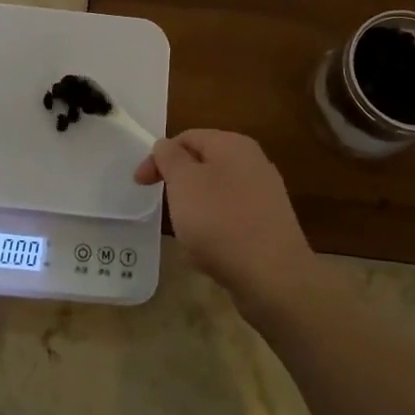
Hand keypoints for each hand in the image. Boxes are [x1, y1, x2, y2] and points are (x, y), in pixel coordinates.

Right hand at [133, 129, 323, 320]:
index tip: (140, 184)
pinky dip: (215, 228)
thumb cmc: (221, 221)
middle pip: (203, 163)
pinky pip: (232, 218)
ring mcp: (265, 194)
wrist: (273, 277)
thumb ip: (170, 157)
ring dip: (195, 208)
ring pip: (216, 192)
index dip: (159, 156)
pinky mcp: (269, 224)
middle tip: (163, 206)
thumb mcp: (184, 183)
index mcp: (233, 144)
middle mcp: (253, 162)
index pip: (187, 137)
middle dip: (178, 183)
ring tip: (186, 232)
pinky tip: (209, 251)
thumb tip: (166, 146)